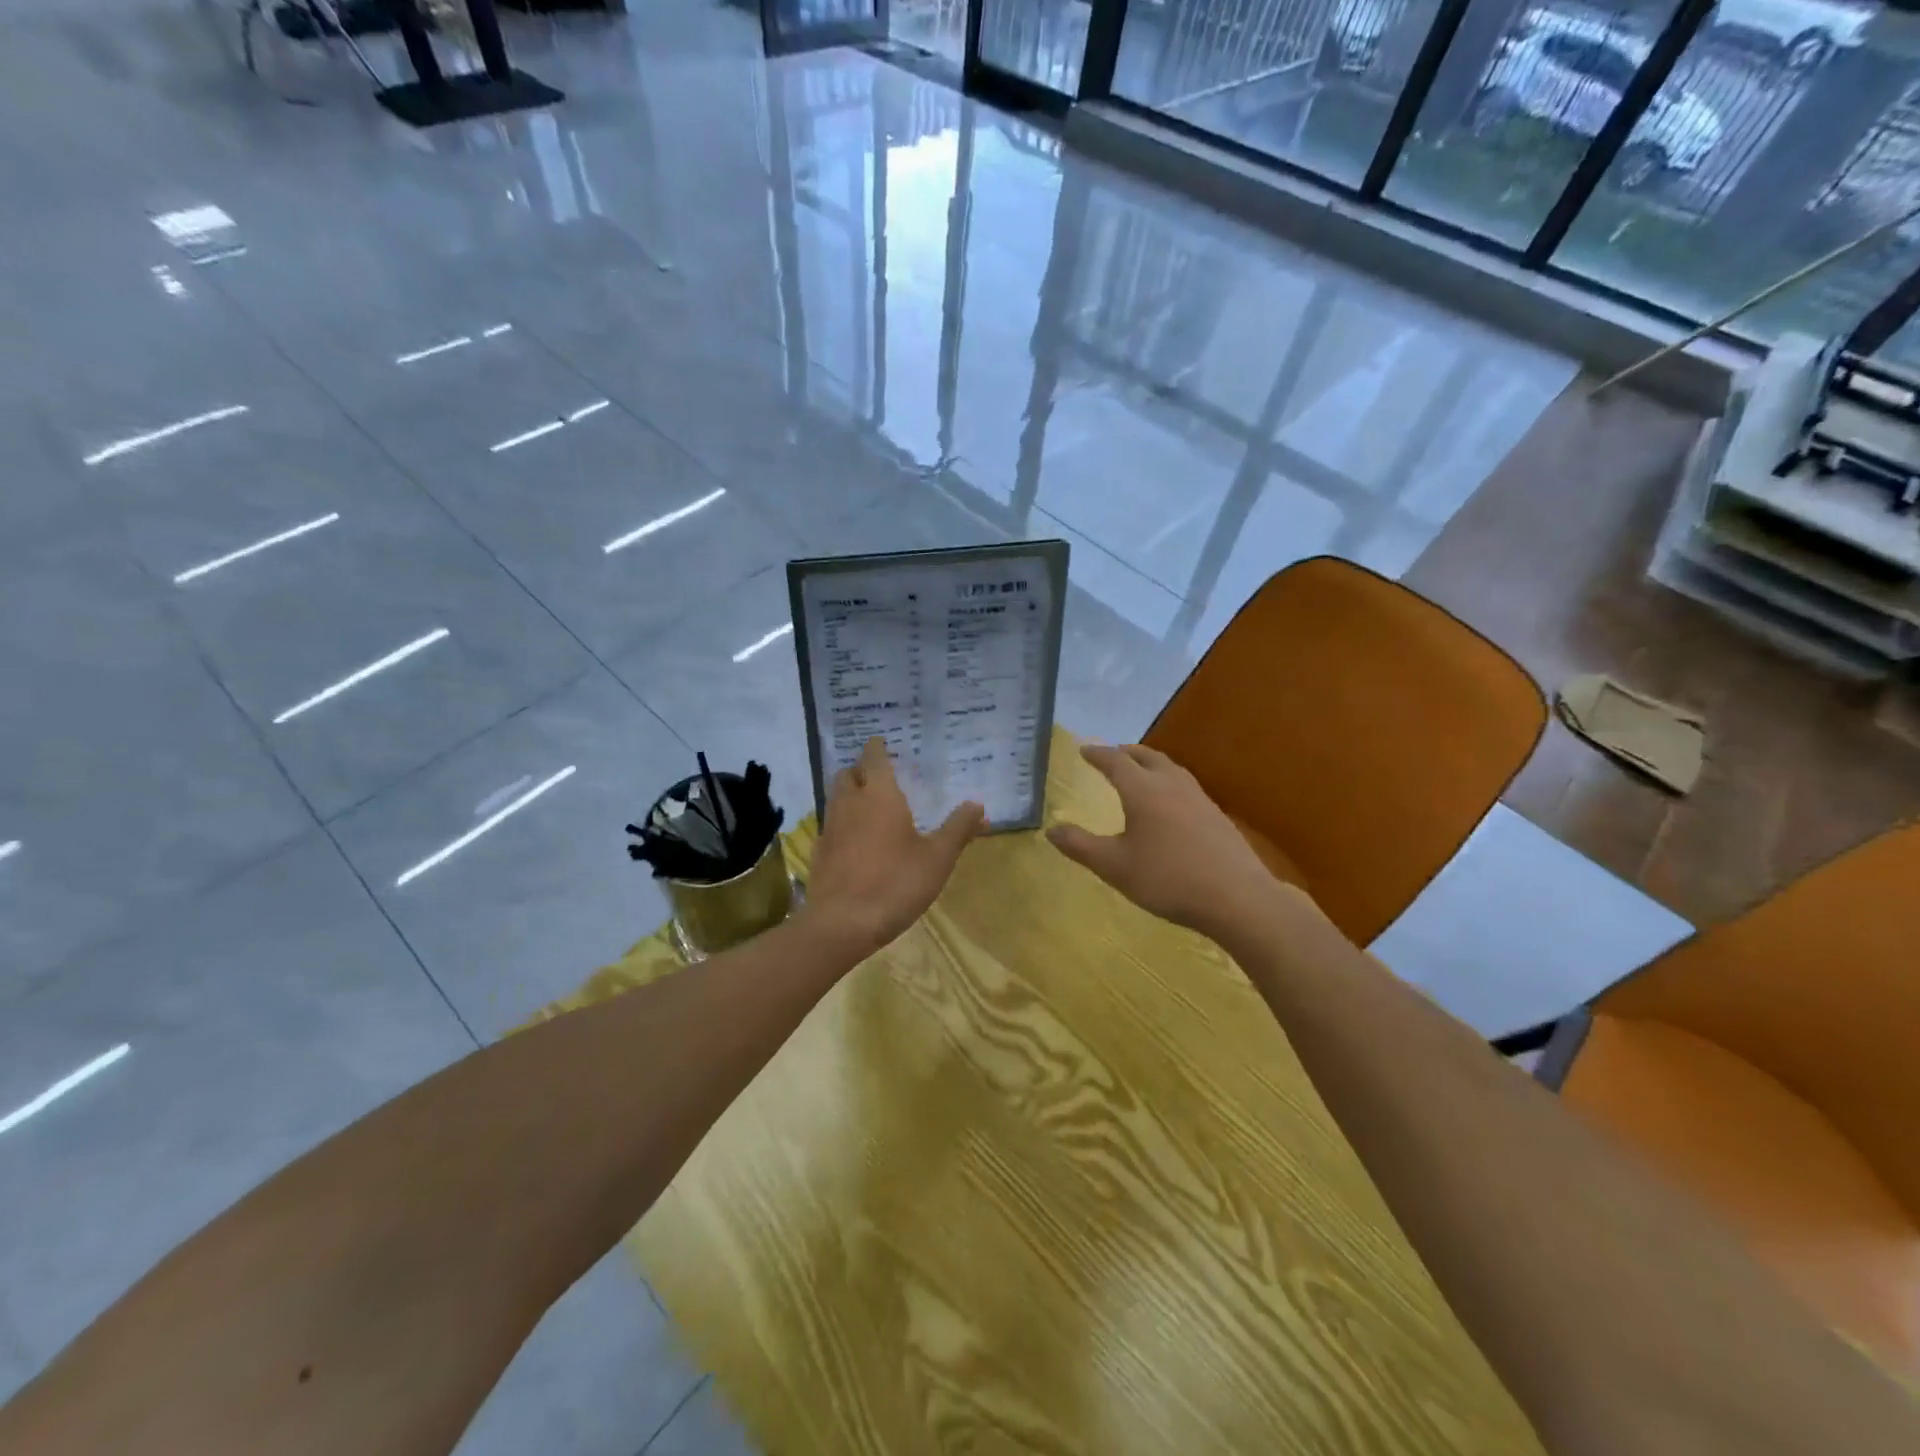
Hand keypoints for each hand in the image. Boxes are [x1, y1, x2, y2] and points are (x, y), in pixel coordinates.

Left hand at [802, 737, 985, 956]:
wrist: (841, 924)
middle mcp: (850, 802)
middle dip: (862, 770)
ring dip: (850, 795)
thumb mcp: (937, 858)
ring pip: (836, 797)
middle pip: (848, 772)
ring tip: (872, 808)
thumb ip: (958, 828)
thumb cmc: (895, 883)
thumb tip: (977, 805)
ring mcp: (830, 827)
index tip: (885, 744)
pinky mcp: (819, 852)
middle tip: (881, 778)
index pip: (873, 756)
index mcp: (879, 795)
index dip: (878, 748)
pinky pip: (831, 825)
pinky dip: (843, 824)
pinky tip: (857, 842)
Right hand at [1047, 743, 1281, 939]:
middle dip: (1126, 753)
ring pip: (1170, 768)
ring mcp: (1199, 798)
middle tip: (1111, 754)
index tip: (1083, 750)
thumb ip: (1080, 846)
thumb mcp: (1115, 867)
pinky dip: (1168, 780)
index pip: (1115, 761)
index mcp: (1143, 790)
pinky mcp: (1217, 815)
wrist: (1237, 897)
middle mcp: (1171, 785)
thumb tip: (1051, 829)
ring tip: (1139, 771)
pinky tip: (1170, 801)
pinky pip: (1185, 784)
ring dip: (1150, 763)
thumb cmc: (1168, 879)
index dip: (1097, 754)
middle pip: (1146, 757)